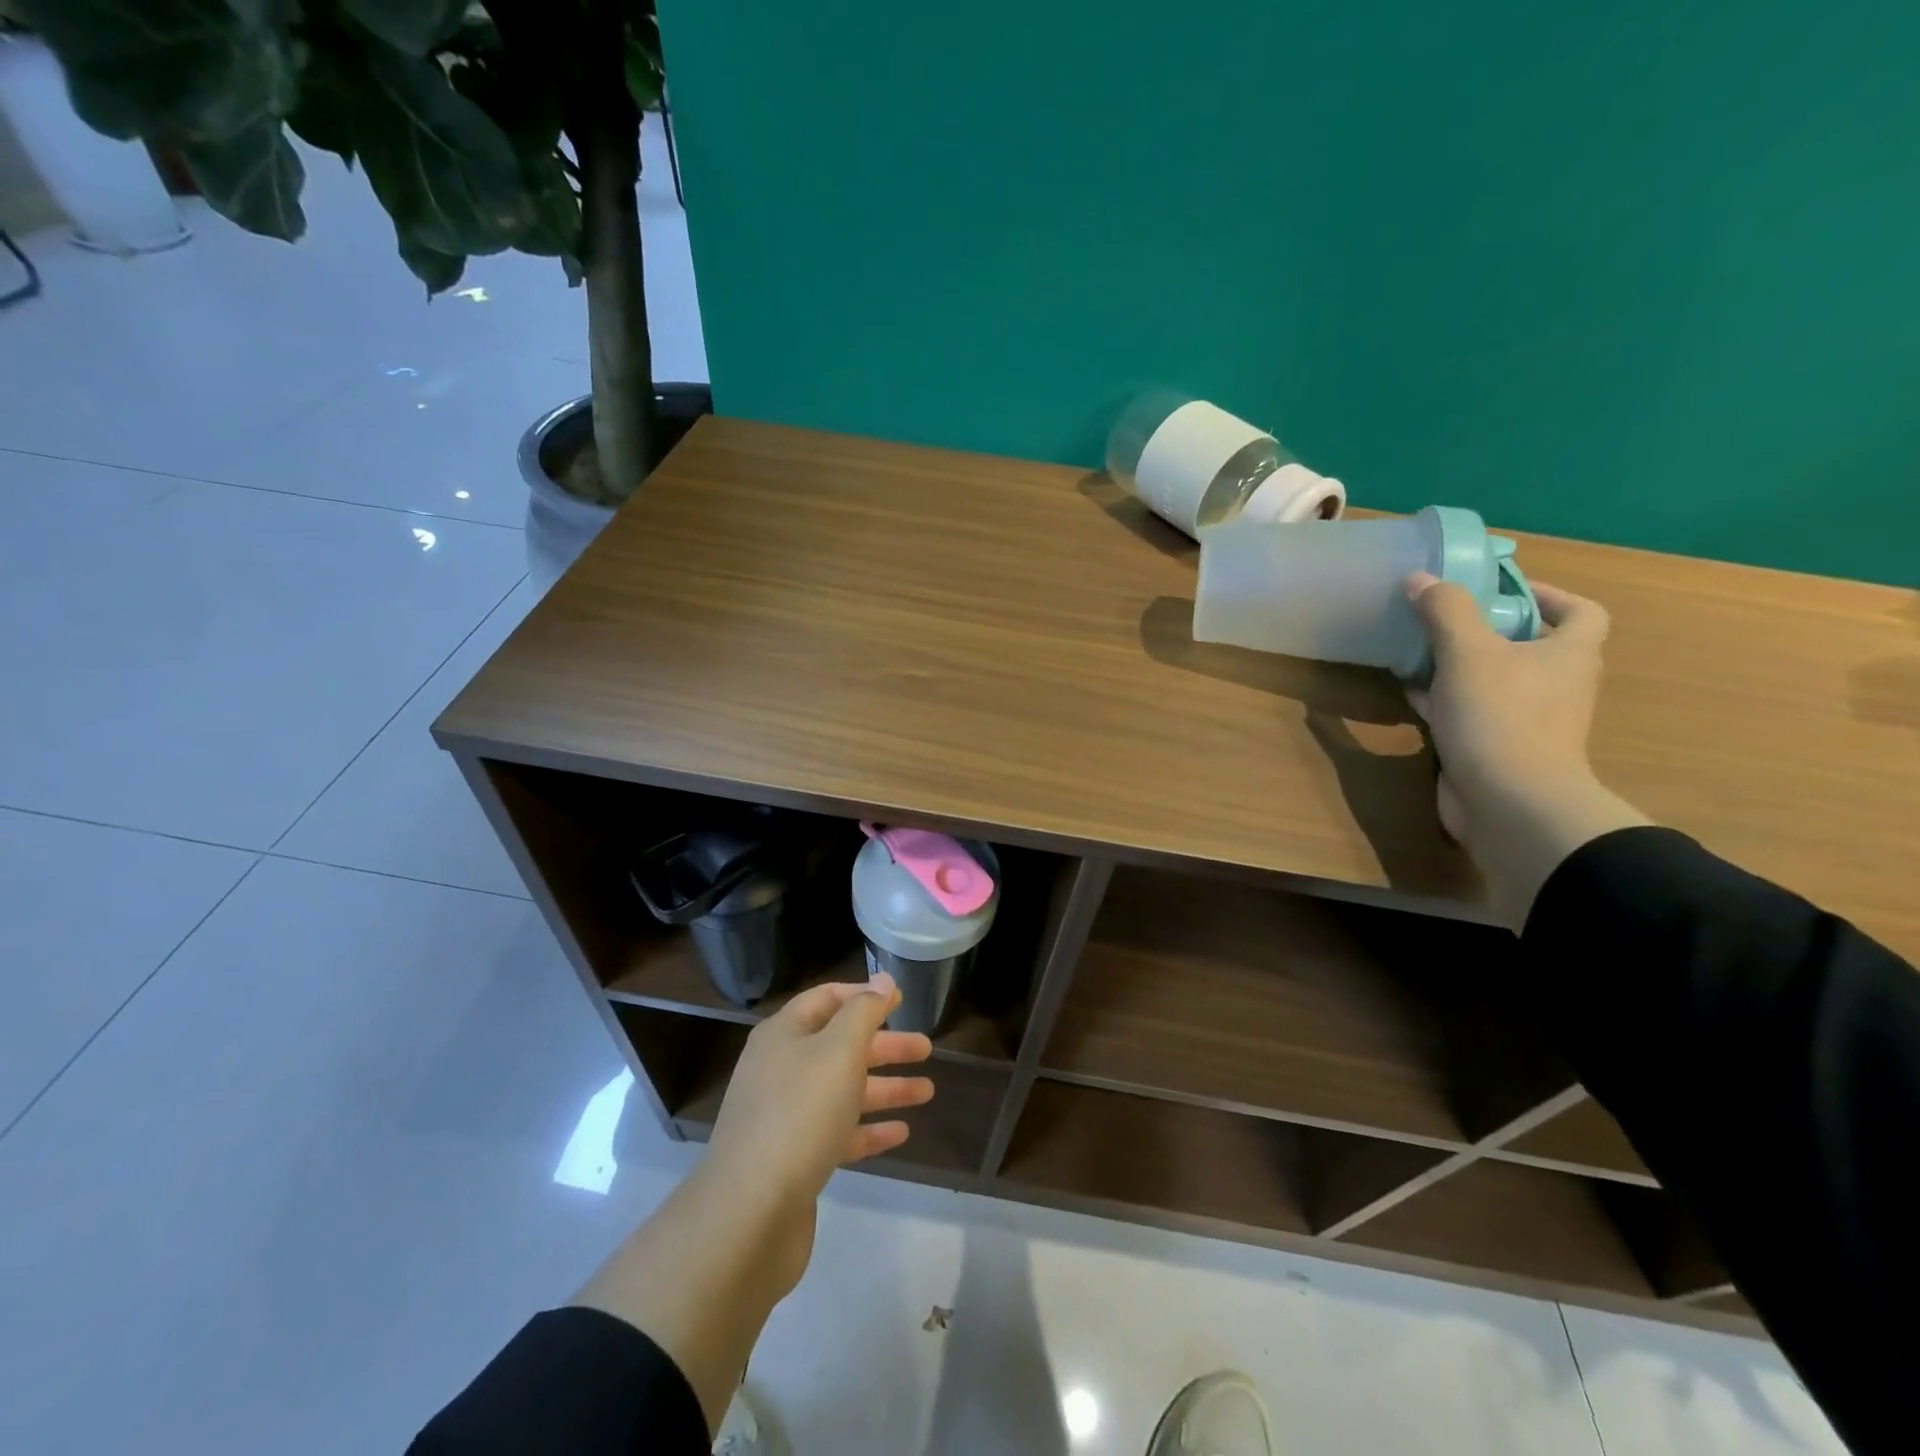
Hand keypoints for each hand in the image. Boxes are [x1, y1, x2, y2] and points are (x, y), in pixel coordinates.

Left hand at [703, 973, 932, 1291]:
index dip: (864, 996)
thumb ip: (864, 1012)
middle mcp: (781, 1068)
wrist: (749, 1213)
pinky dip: (868, 1129)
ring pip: (843, 1090)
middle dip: (884, 1045)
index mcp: (784, 1035)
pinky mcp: (793, 1159)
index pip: (827, 999)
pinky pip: (837, 1132)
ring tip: (928, 1091)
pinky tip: (901, 1133)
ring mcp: (785, 1116)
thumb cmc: (799, 1113)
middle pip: (840, 1046)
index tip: (901, 999)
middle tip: (926, 1048)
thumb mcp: (839, 1050)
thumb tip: (882, 981)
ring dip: (885, 1088)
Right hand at [1407, 572, 1647, 926]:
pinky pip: (1469, 712)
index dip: (1549, 595)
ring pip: (1493, 680)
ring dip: (1459, 665)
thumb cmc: (1501, 715)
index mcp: (1569, 655)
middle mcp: (1556, 685)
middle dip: (1488, 629)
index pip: (1582, 613)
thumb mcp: (1468, 651)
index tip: (1502, 590)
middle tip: (1444, 616)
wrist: (1508, 801)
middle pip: (1529, 646)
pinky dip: (1442, 699)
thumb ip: (1445, 610)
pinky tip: (1408, 691)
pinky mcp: (1494, 748)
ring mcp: (1526, 721)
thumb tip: (1420, 579)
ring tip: (1417, 648)